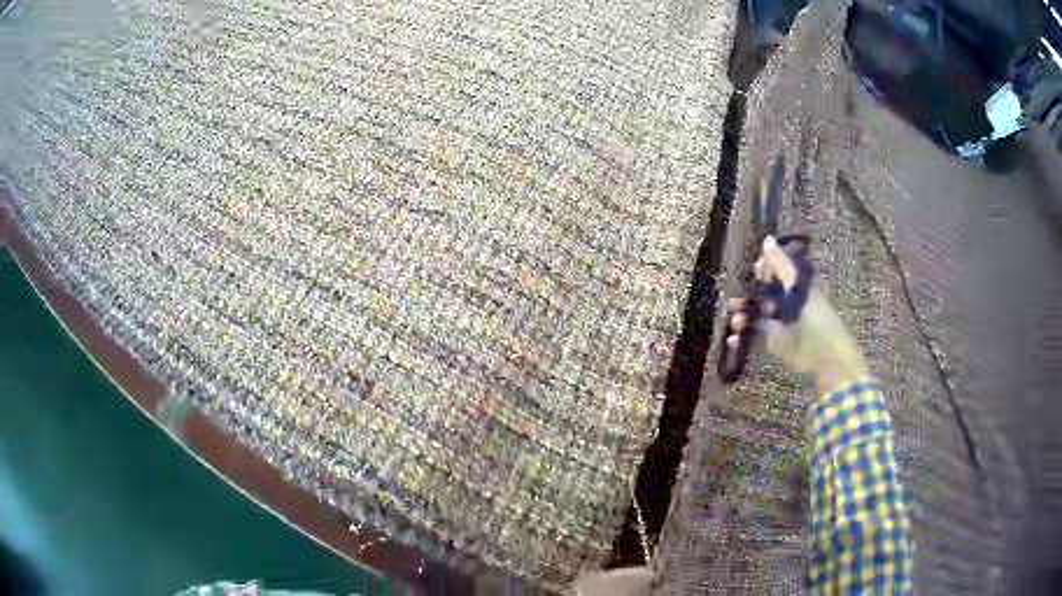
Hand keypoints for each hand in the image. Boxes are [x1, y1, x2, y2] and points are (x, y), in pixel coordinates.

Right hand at [727, 236, 868, 393]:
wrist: (824, 356)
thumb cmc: (816, 317)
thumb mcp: (798, 287)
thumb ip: (781, 266)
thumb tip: (767, 239)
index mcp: (796, 285)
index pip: (775, 271)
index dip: (763, 269)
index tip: (755, 269)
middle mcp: (786, 302)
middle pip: (760, 293)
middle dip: (747, 295)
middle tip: (736, 301)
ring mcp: (778, 323)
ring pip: (753, 315)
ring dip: (742, 316)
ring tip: (736, 320)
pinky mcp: (772, 343)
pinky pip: (752, 336)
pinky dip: (742, 338)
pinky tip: (734, 338)